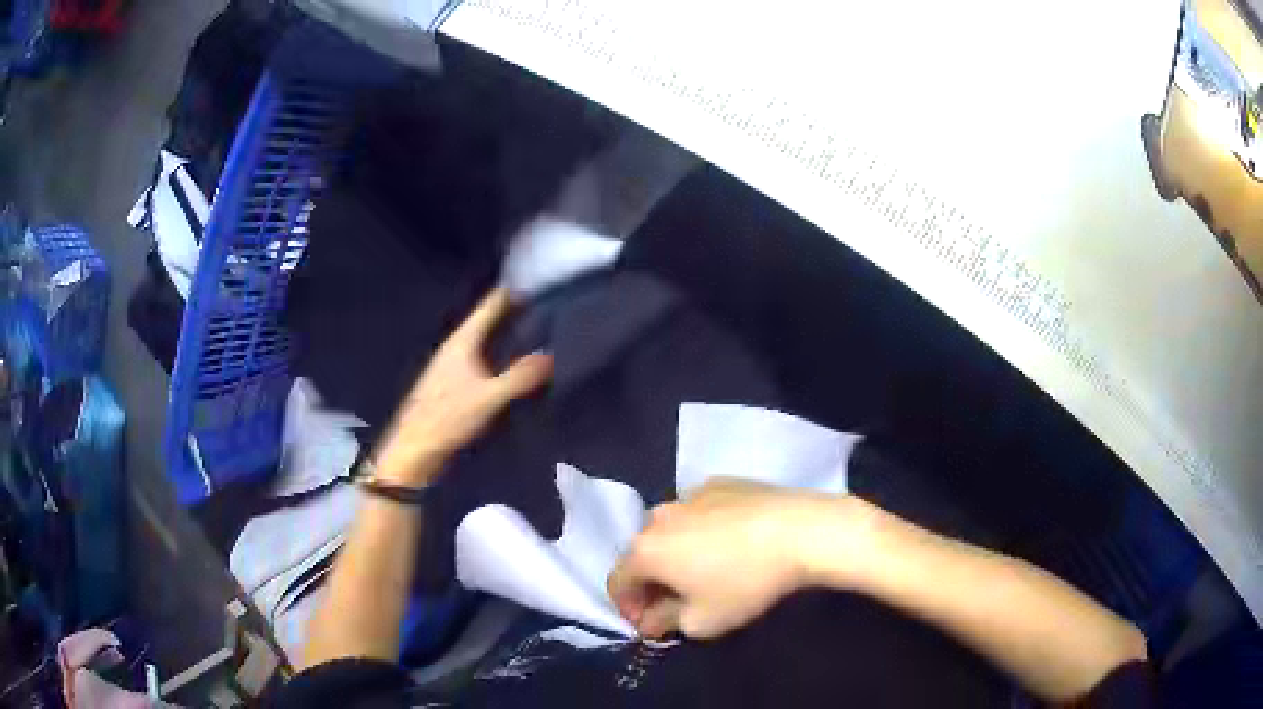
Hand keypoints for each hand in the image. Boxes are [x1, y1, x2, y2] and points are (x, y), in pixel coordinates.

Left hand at [372, 288, 553, 486]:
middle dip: (513, 313)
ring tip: (536, 333)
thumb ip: (520, 376)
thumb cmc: (448, 417)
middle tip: (546, 306)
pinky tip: (514, 368)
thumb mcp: (489, 396)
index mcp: (462, 341)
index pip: (490, 306)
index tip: (538, 281)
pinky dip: (499, 358)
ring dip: (506, 336)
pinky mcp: (452, 386)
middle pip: (487, 322)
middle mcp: (456, 348)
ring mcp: (452, 367)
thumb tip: (550, 354)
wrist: (414, 450)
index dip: (512, 292)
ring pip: (484, 342)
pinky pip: (482, 361)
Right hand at [607, 479, 852, 639]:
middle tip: (678, 601)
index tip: (652, 623)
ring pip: (670, 530)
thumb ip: (664, 623)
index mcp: (643, 550)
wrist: (800, 531)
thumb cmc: (744, 583)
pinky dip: (702, 530)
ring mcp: (688, 494)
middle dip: (653, 581)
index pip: (617, 583)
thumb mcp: (701, 621)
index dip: (628, 608)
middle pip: (642, 555)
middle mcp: (657, 516)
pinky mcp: (719, 482)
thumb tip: (650, 620)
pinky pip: (698, 512)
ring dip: (676, 553)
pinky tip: (732, 543)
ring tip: (707, 569)